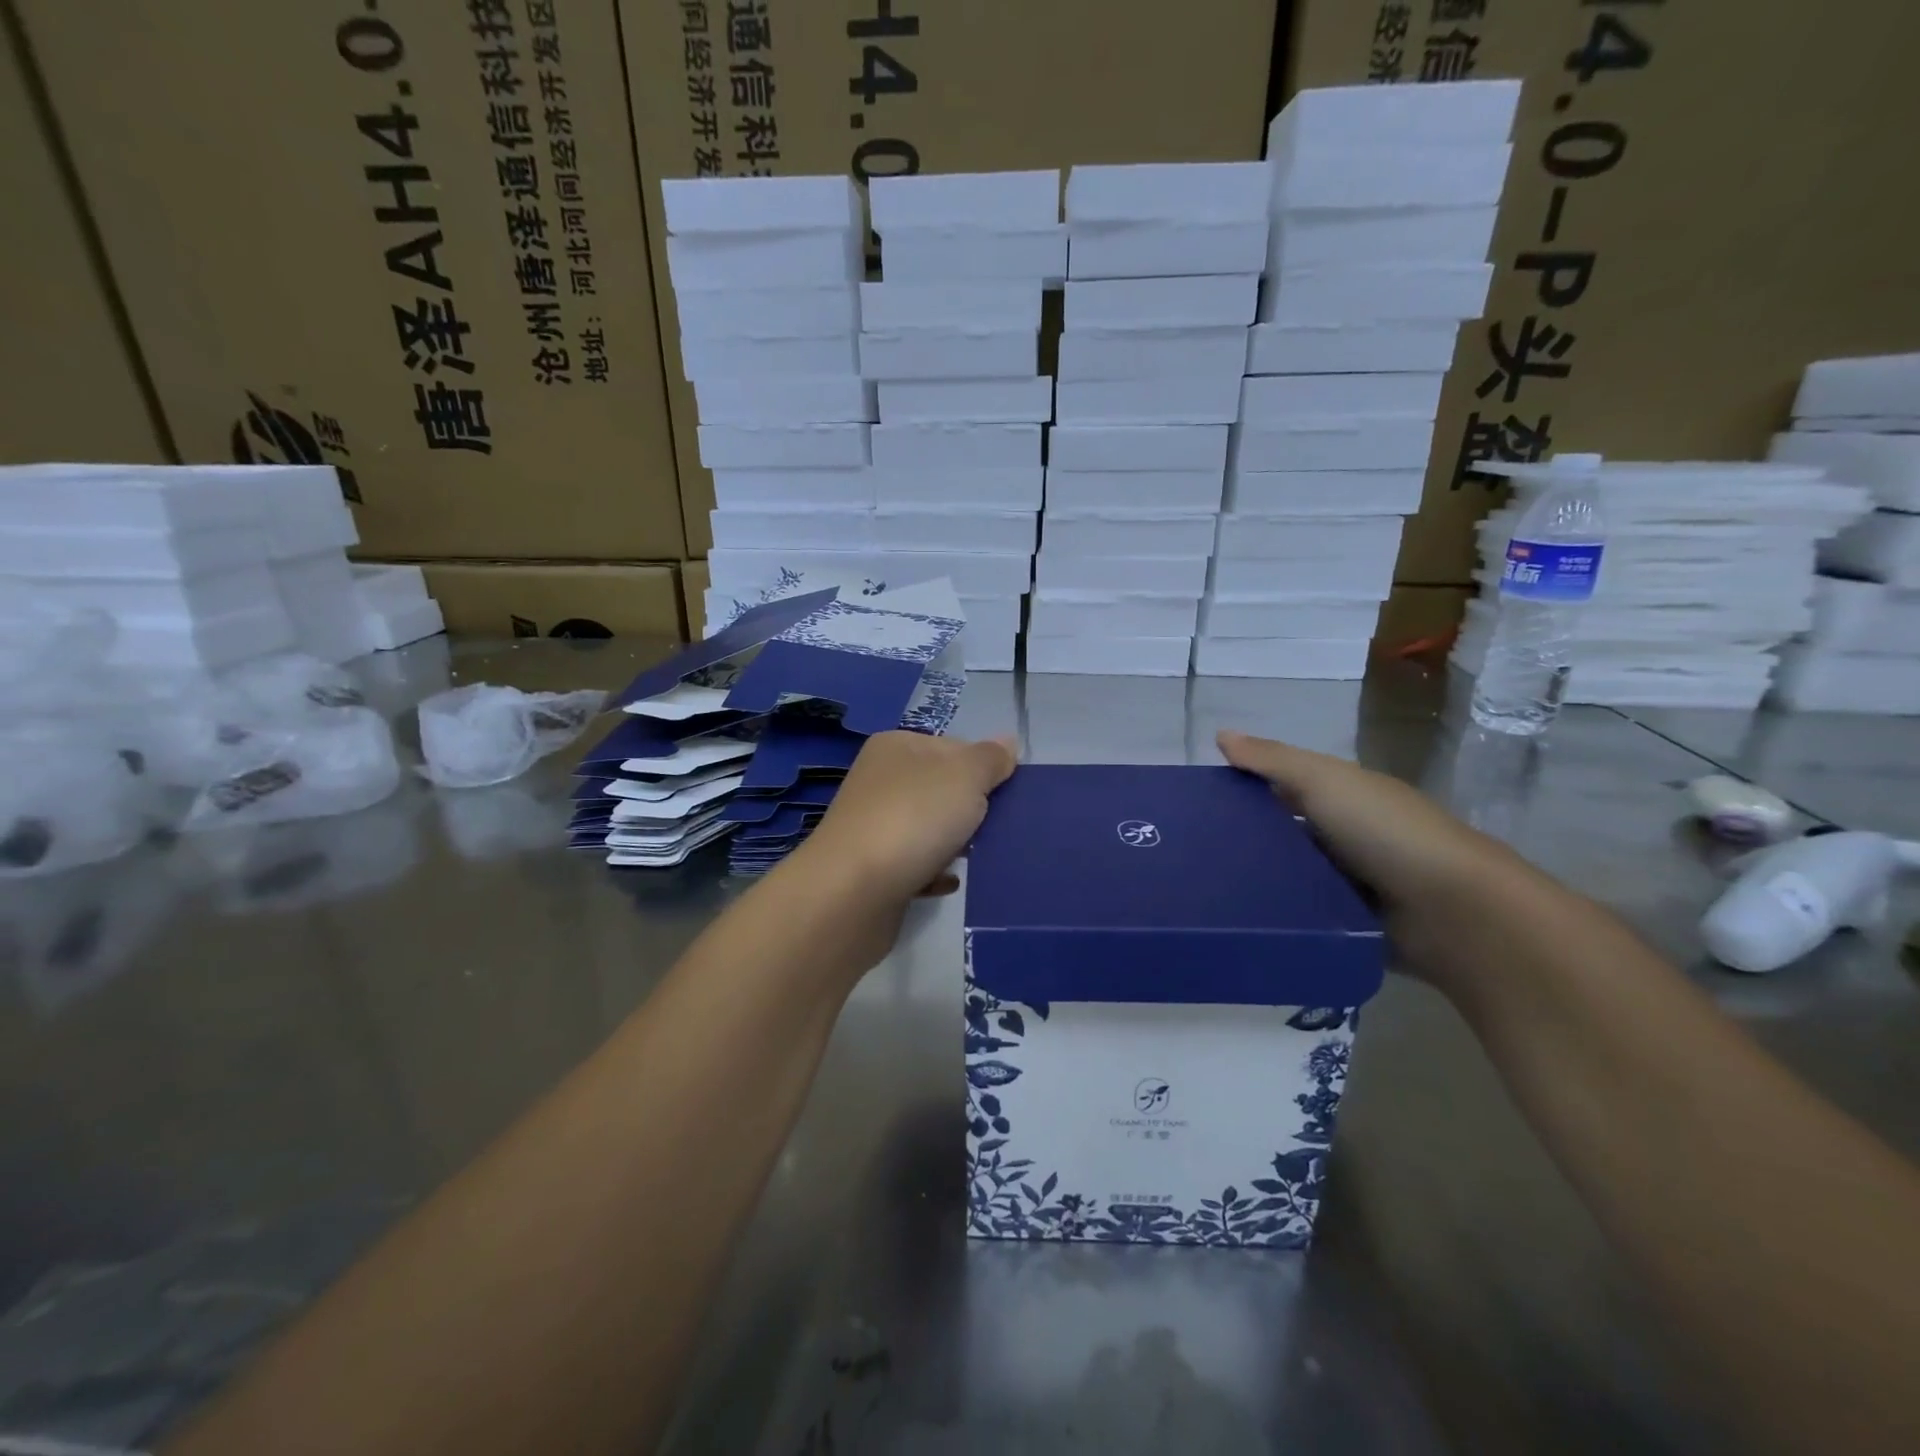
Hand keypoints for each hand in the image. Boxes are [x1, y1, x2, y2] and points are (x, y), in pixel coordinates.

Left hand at [798, 732, 1017, 905]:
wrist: (852, 892)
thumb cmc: (913, 818)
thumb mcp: (965, 776)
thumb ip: (990, 759)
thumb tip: (1006, 743)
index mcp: (896, 747)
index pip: (954, 747)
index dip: (983, 769)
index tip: (1005, 795)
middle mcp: (880, 780)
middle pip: (942, 788)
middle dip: (972, 809)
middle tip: (996, 828)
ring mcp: (872, 825)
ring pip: (930, 828)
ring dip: (956, 843)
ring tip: (977, 857)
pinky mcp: (872, 869)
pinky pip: (916, 866)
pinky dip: (935, 873)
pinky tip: (950, 883)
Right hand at [1218, 729, 1530, 964]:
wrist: (1455, 913)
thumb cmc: (1386, 832)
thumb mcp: (1324, 782)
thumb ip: (1273, 760)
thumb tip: (1220, 733)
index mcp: (1343, 795)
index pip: (1283, 785)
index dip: (1244, 787)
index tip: (1196, 802)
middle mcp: (1346, 835)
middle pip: (1284, 832)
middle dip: (1244, 838)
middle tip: (1190, 852)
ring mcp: (1352, 882)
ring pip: (1291, 875)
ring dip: (1259, 880)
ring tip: (1205, 890)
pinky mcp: (1353, 923)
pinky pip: (1305, 914)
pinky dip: (1281, 914)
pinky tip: (1241, 920)